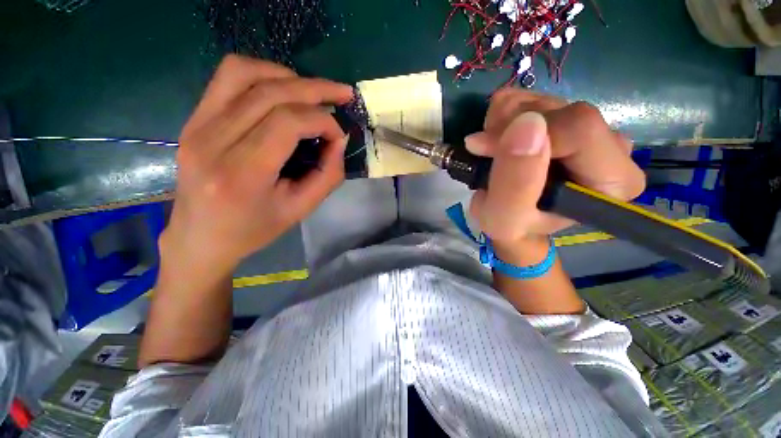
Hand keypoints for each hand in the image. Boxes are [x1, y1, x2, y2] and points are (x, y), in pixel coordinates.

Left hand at [161, 55, 353, 271]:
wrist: (200, 236)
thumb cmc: (254, 229)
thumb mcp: (301, 210)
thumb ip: (328, 175)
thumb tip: (339, 139)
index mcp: (241, 174)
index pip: (287, 123)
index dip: (322, 121)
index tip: (339, 135)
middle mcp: (212, 141)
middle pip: (270, 92)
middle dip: (315, 89)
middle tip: (342, 94)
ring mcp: (196, 124)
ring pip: (245, 72)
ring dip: (288, 76)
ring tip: (313, 93)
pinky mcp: (193, 118)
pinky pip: (227, 77)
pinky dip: (262, 74)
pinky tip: (283, 90)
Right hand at [465, 89, 645, 247]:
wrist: (513, 219)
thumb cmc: (512, 226)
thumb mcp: (504, 218)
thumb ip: (516, 183)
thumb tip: (525, 125)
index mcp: (612, 180)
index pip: (579, 129)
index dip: (523, 134)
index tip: (483, 150)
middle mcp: (612, 147)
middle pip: (559, 110)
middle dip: (508, 129)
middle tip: (486, 156)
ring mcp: (589, 126)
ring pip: (540, 100)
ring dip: (501, 124)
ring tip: (492, 154)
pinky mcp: (567, 116)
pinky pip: (529, 97)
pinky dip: (502, 116)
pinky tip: (499, 141)